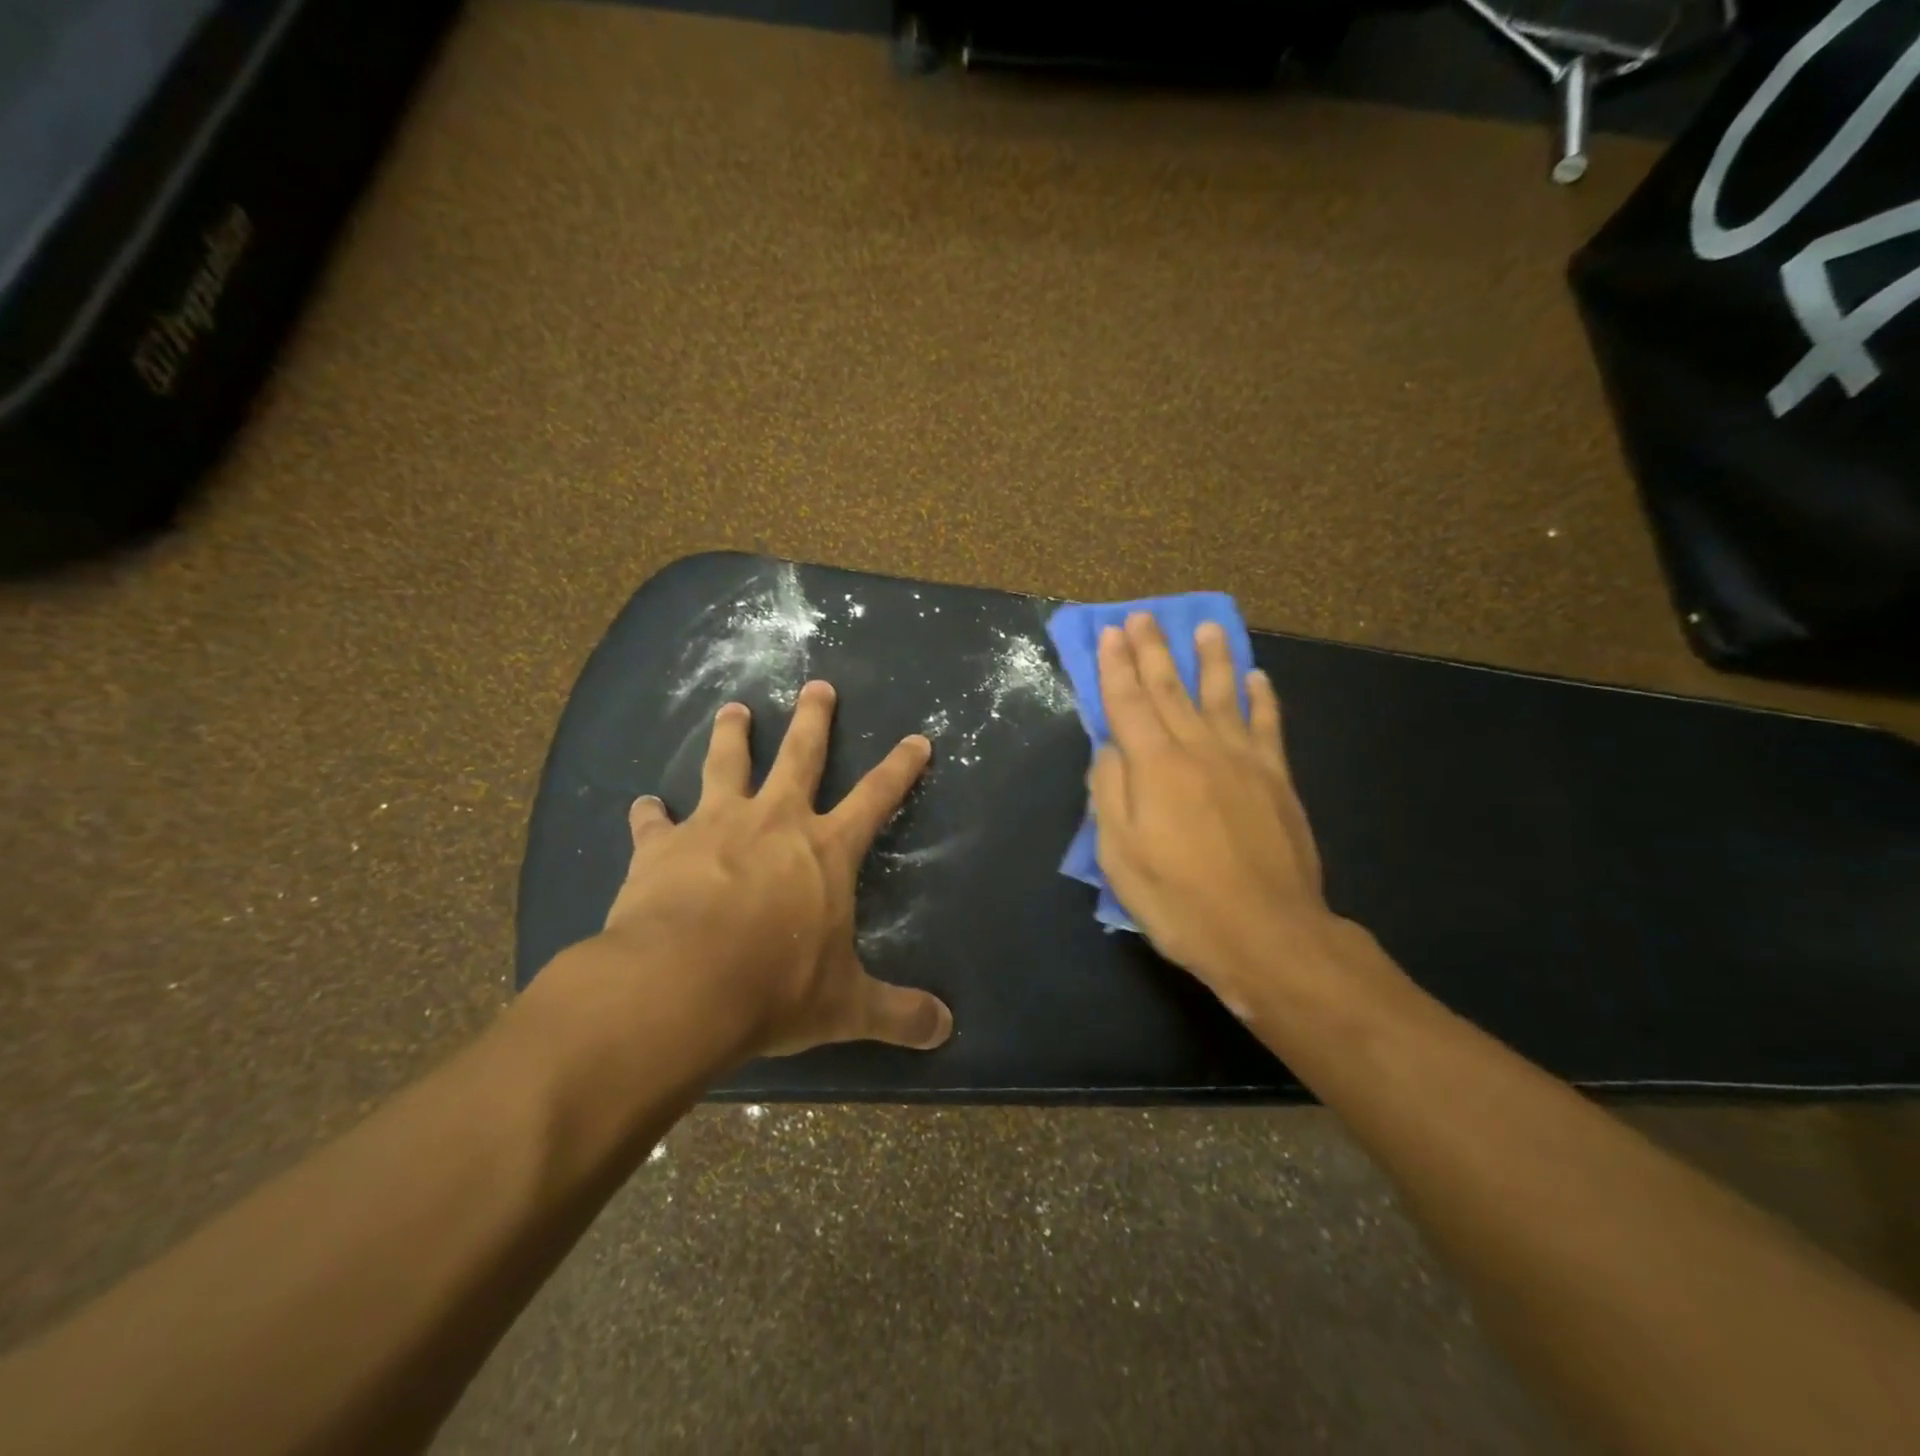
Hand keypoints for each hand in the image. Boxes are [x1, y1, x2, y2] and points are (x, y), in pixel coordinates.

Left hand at [589, 680, 953, 1058]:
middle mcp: (774, 821)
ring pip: (726, 764)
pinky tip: (643, 804)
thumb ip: (898, 1014)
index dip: (901, 768)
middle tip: (818, 684)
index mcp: (825, 850)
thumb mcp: (845, 1007)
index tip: (917, 738)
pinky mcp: (662, 847)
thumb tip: (946, 1031)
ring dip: (732, 734)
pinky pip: (654, 822)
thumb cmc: (774, 988)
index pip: (877, 798)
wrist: (681, 986)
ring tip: (733, 709)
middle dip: (814, 718)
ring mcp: (715, 826)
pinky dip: (649, 814)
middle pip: (800, 755)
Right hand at [1089, 613, 1353, 1020]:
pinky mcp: (1277, 779)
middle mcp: (1198, 749)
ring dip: (1211, 659)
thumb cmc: (1180, 900)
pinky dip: (1261, 698)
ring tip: (1206, 628)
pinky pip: (1268, 726)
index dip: (1116, 667)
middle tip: (1144, 616)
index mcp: (1155, 767)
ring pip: (1222, 696)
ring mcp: (1243, 761)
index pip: (1128, 703)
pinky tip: (1256, 677)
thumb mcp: (1120, 856)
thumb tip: (1109, 749)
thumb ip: (1109, 794)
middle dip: (1154, 650)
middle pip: (1171, 689)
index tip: (1110, 634)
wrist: (1266, 934)